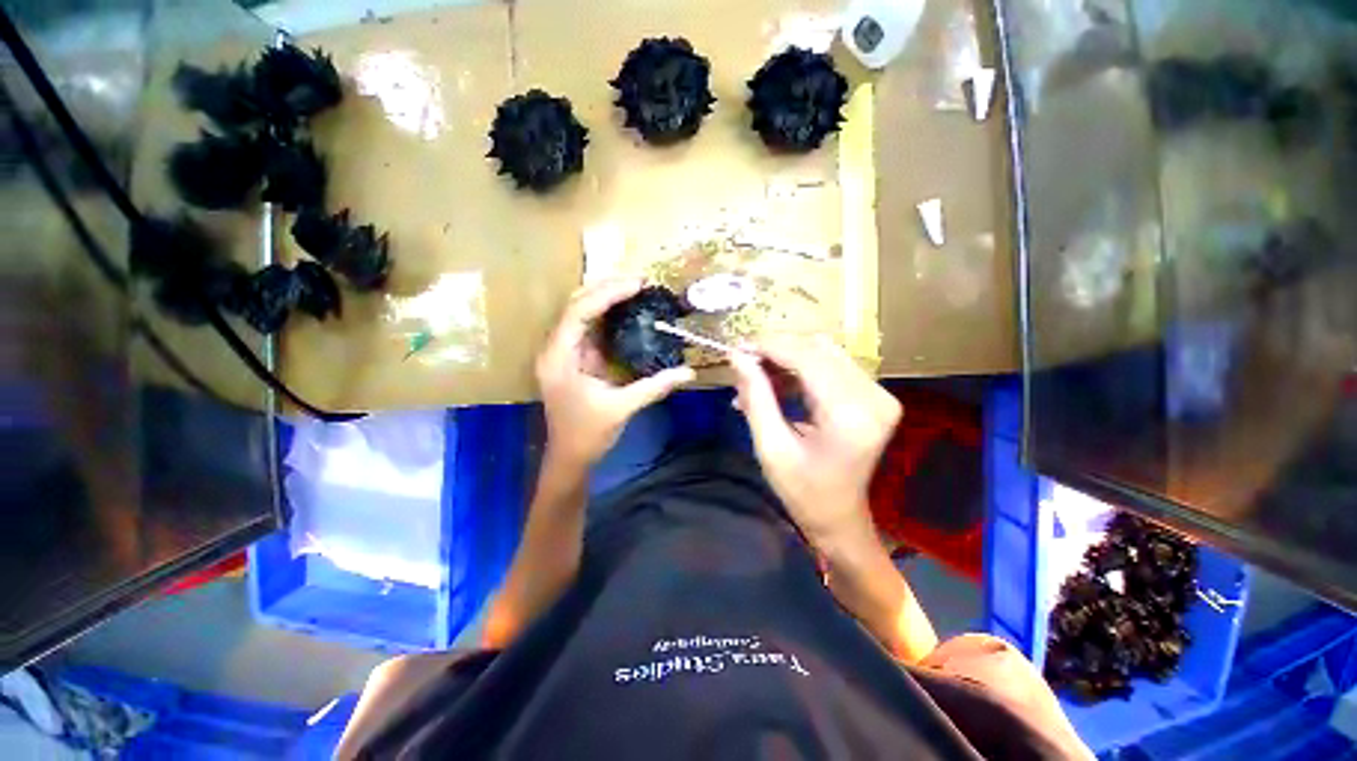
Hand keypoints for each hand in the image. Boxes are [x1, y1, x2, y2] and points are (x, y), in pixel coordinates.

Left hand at [536, 278, 694, 469]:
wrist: (569, 456)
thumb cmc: (588, 434)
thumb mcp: (622, 408)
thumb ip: (654, 386)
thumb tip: (689, 373)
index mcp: (559, 358)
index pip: (579, 313)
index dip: (607, 294)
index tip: (636, 284)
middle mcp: (555, 349)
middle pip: (576, 305)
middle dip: (606, 288)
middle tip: (639, 281)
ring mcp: (563, 352)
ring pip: (580, 313)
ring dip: (605, 298)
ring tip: (635, 288)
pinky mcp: (574, 358)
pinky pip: (589, 328)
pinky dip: (607, 316)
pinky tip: (627, 310)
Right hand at [730, 335, 900, 554]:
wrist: (840, 518)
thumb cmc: (803, 492)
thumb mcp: (771, 448)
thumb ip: (756, 397)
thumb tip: (737, 357)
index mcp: (850, 414)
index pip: (807, 357)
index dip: (769, 346)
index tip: (737, 347)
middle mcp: (873, 396)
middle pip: (817, 348)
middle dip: (775, 350)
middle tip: (742, 362)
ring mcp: (877, 394)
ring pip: (822, 353)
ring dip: (785, 359)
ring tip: (754, 380)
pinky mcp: (872, 396)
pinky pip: (830, 366)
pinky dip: (798, 370)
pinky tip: (774, 385)